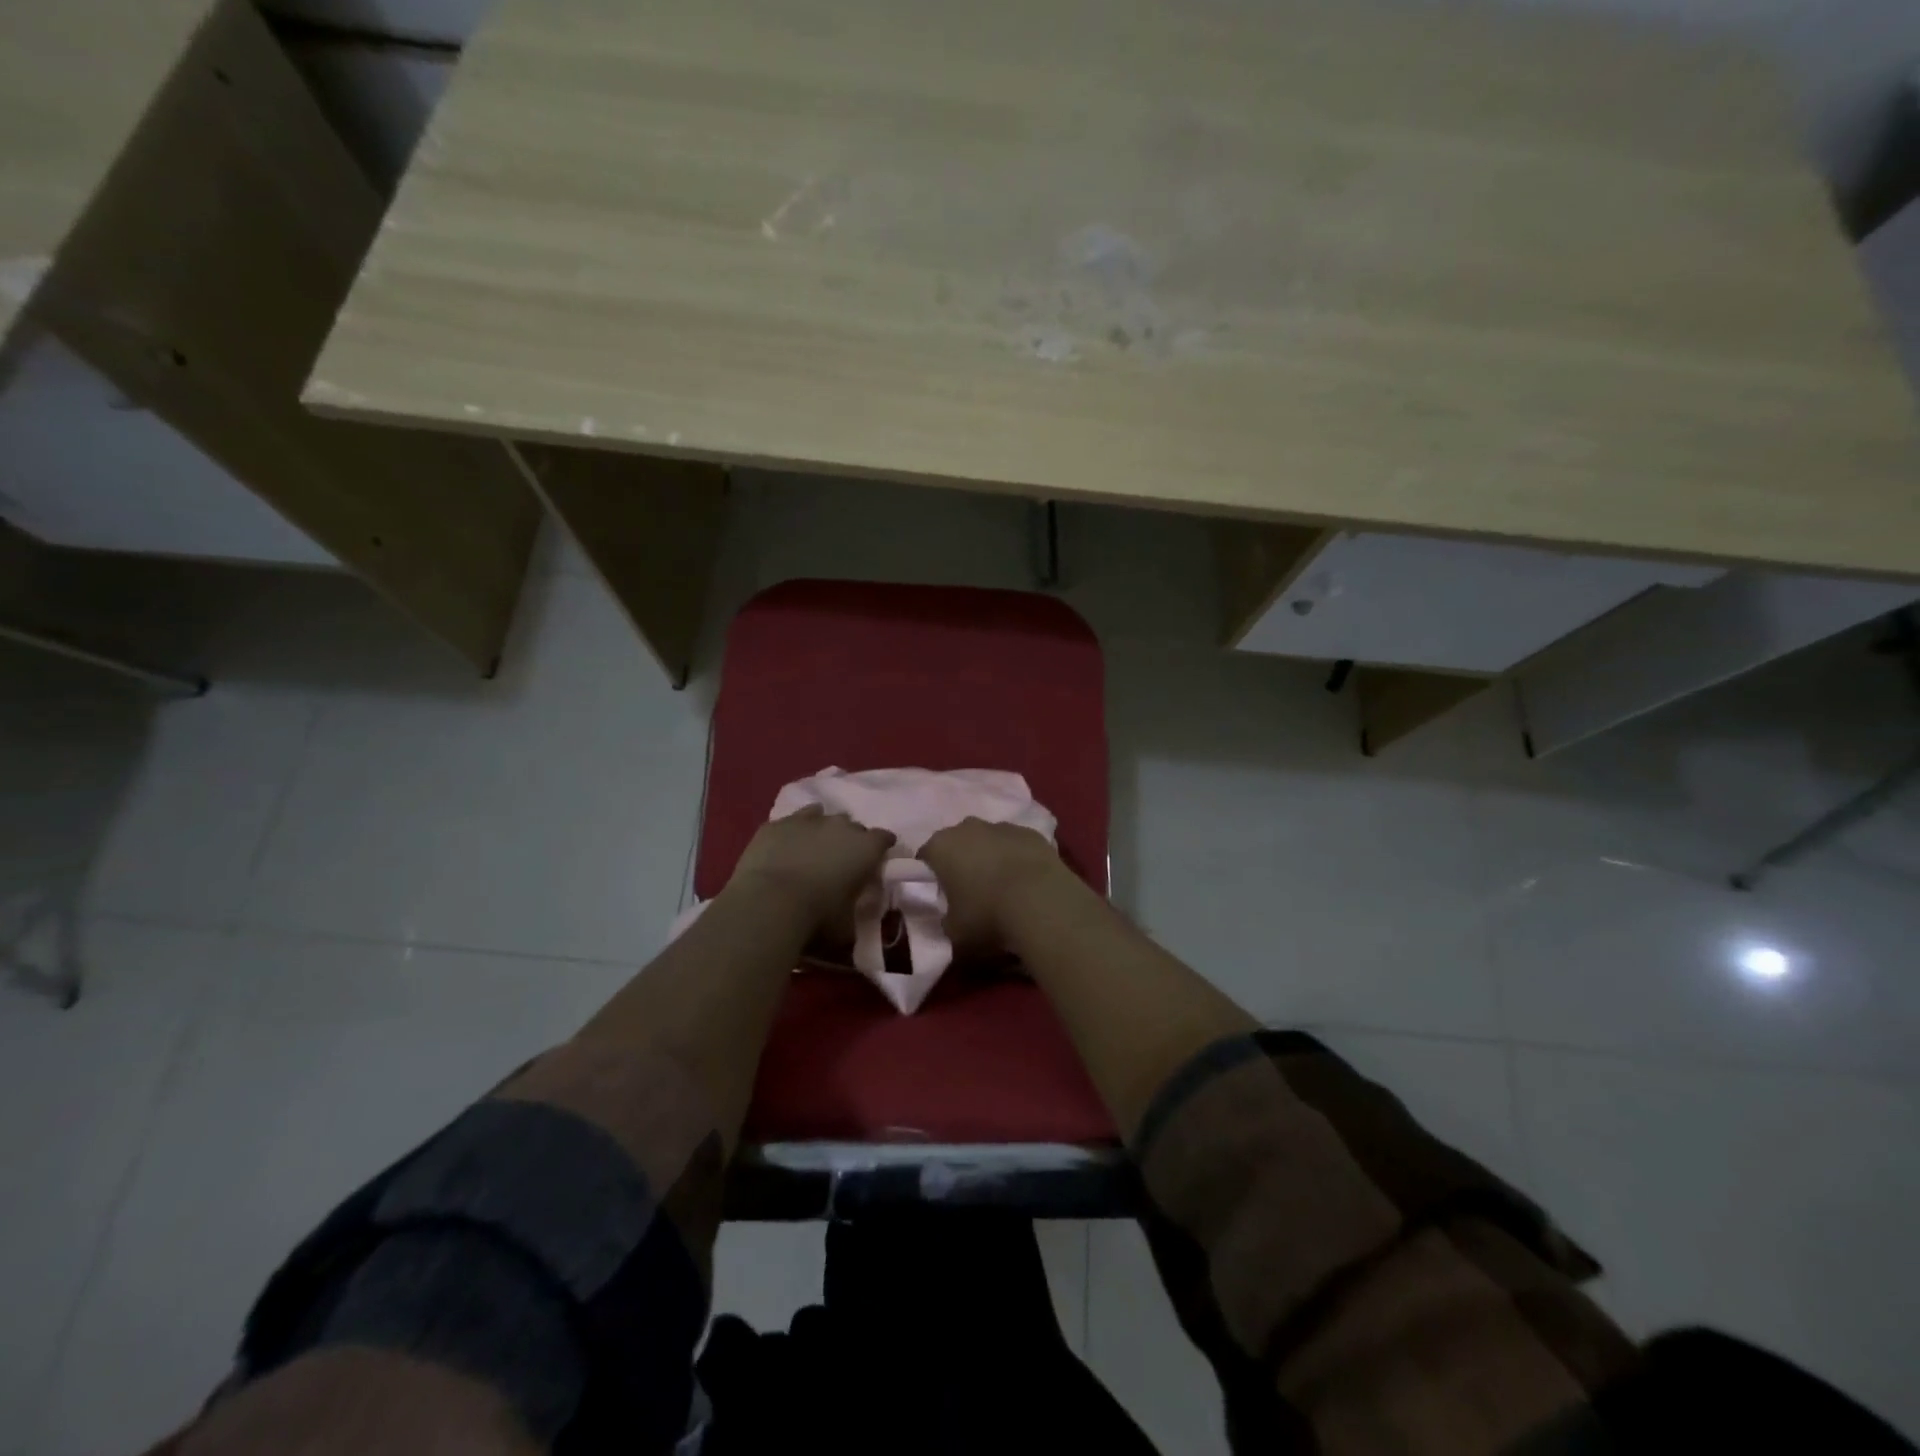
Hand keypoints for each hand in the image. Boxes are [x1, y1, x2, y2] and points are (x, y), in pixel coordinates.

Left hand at [725, 806, 895, 937]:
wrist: (768, 904)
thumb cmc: (817, 917)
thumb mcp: (847, 927)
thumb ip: (854, 915)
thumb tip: (853, 920)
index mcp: (866, 848)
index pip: (884, 838)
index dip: (881, 849)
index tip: (876, 862)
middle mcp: (840, 825)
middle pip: (853, 826)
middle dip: (850, 840)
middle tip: (841, 861)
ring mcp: (807, 820)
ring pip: (821, 815)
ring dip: (821, 830)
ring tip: (812, 849)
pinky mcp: (776, 824)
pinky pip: (791, 822)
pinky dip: (792, 832)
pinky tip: (786, 845)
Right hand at [920, 817, 1074, 953]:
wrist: (1042, 902)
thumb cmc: (987, 916)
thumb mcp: (954, 933)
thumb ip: (945, 921)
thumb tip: (949, 918)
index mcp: (942, 846)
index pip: (926, 857)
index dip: (931, 876)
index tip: (941, 896)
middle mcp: (968, 828)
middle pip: (958, 843)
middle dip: (962, 861)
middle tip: (970, 890)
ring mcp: (1002, 826)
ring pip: (989, 840)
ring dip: (991, 857)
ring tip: (1003, 887)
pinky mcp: (1032, 833)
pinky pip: (1017, 845)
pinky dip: (1017, 858)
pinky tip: (1026, 882)